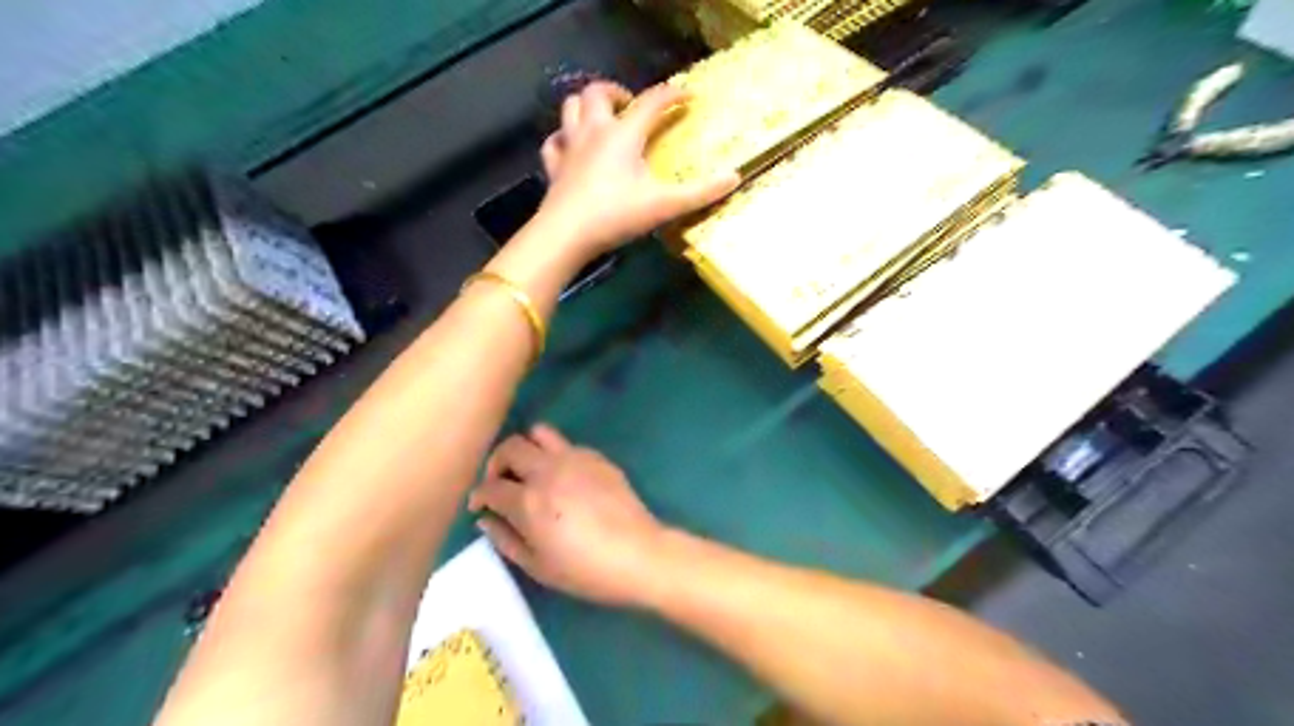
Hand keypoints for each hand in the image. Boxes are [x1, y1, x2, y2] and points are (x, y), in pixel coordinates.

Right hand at [467, 427, 666, 607]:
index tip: (480, 506)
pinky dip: (555, 455)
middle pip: (509, 447)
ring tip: (528, 470)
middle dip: (496, 464)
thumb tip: (487, 519)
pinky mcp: (596, 457)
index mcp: (528, 500)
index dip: (479, 496)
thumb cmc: (585, 569)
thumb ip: (506, 539)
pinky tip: (563, 478)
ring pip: (538, 433)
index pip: (490, 486)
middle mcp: (547, 470)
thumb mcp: (538, 566)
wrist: (638, 554)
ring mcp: (574, 458)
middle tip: (500, 484)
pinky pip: (566, 444)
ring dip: (526, 448)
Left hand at [532, 80, 736, 258]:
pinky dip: (563, 138)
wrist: (566, 235)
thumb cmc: (616, 215)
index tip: (688, 96)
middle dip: (617, 91)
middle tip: (631, 106)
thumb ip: (700, 193)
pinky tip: (571, 148)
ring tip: (602, 120)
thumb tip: (735, 177)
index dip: (672, 95)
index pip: (651, 102)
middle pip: (598, 91)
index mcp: (623, 134)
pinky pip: (554, 142)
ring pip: (570, 108)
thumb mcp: (664, 206)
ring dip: (587, 106)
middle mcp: (593, 131)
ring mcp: (569, 147)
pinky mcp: (553, 167)